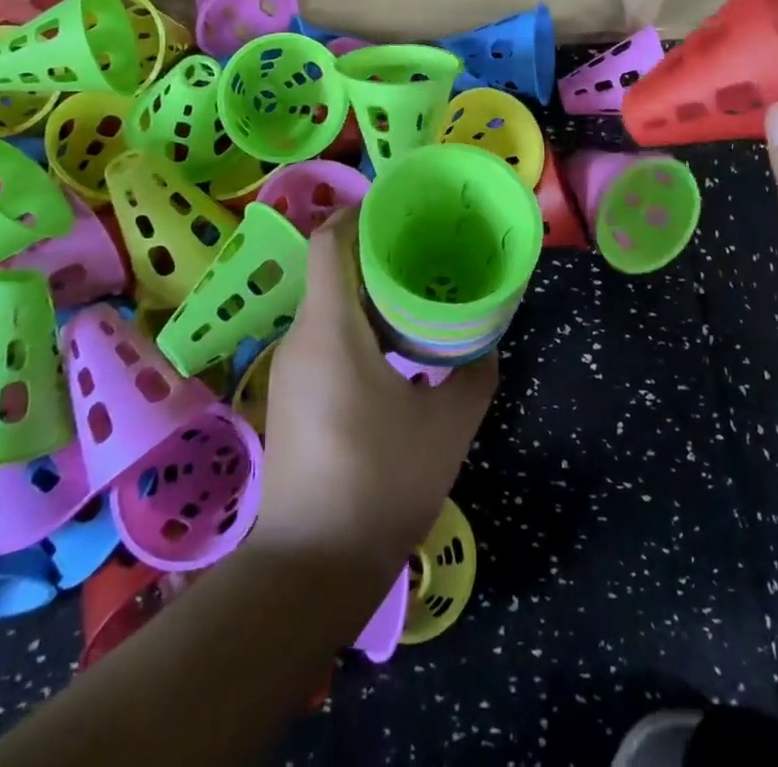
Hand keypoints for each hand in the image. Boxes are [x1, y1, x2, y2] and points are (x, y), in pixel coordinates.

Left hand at [254, 210, 497, 574]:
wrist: (311, 569)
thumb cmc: (380, 484)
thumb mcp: (447, 426)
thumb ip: (474, 373)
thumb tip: (486, 340)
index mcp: (331, 329)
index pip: (329, 242)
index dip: (360, 212)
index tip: (401, 208)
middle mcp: (301, 338)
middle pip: (332, 268)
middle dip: (376, 250)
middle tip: (427, 249)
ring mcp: (291, 367)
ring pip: (329, 303)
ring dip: (369, 290)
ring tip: (419, 293)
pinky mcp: (292, 393)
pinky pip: (325, 334)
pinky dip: (359, 323)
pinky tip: (396, 345)